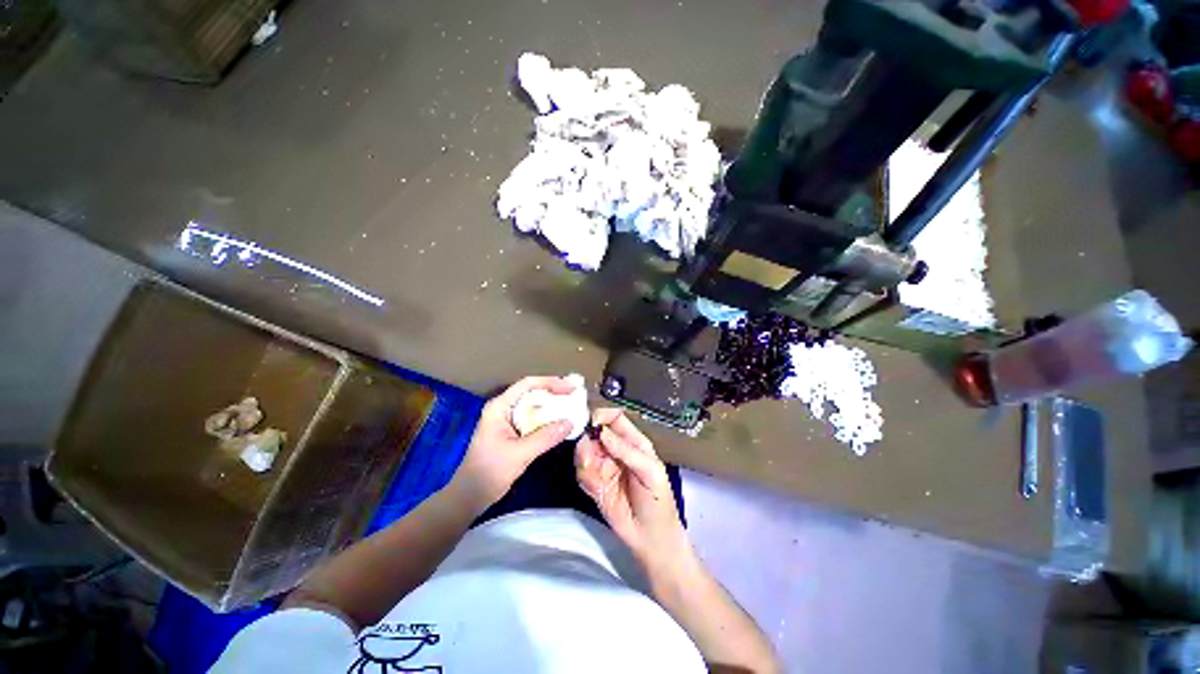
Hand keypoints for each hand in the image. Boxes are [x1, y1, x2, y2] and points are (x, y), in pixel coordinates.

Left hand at [452, 376, 576, 511]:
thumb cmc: (489, 472)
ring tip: (573, 406)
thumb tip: (570, 422)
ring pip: (535, 407)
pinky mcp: (514, 433)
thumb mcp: (519, 454)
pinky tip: (561, 423)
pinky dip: (548, 420)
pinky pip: (534, 420)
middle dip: (555, 393)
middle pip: (532, 393)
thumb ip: (545, 437)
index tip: (571, 388)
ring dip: (553, 406)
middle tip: (576, 395)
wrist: (469, 497)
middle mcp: (504, 409)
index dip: (551, 383)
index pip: (527, 385)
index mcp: (500, 407)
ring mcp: (508, 421)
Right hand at [575, 408, 692, 574]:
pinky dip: (584, 478)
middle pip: (594, 433)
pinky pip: (581, 473)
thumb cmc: (658, 500)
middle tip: (588, 456)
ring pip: (584, 452)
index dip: (602, 415)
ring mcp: (603, 466)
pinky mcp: (594, 484)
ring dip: (584, 460)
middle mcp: (615, 449)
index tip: (591, 422)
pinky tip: (595, 489)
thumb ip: (626, 450)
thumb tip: (602, 431)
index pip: (614, 418)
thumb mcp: (650, 471)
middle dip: (588, 441)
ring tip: (592, 473)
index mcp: (633, 441)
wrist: (651, 538)